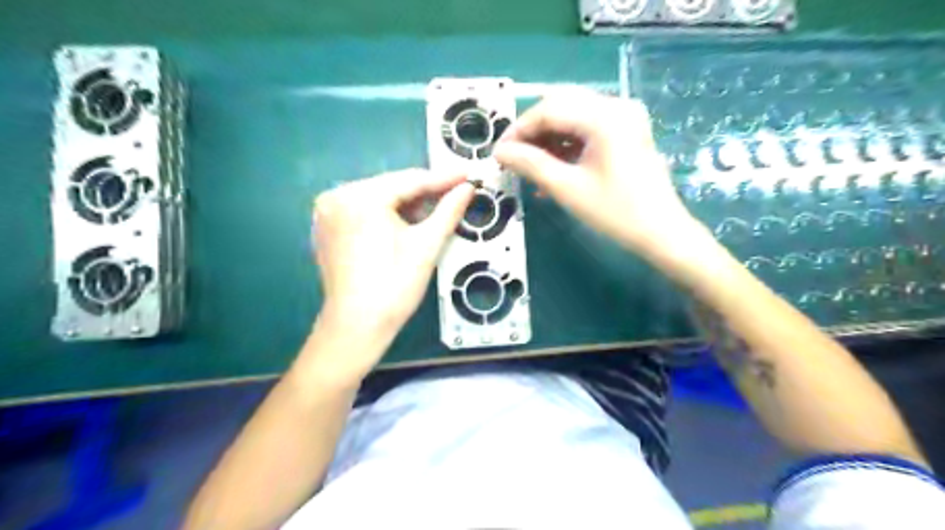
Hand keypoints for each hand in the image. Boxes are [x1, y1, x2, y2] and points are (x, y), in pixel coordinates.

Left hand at [313, 167, 471, 346]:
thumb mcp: (426, 245)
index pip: (410, 180)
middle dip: (425, 193)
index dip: (443, 179)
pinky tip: (407, 224)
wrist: (357, 327)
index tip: (468, 174)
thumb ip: (448, 210)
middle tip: (456, 193)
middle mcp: (337, 196)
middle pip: (392, 188)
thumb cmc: (394, 286)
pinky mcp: (326, 229)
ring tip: (436, 210)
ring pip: (378, 199)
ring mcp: (327, 213)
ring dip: (407, 205)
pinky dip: (386, 215)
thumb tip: (468, 188)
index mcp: (360, 197)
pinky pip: (363, 212)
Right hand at [494, 90, 709, 262]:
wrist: (661, 232)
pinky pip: (587, 129)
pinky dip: (566, 146)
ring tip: (530, 168)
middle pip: (560, 107)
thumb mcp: (567, 189)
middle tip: (513, 158)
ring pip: (572, 117)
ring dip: (548, 140)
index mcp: (604, 117)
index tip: (499, 152)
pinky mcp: (626, 132)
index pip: (548, 110)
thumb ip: (531, 165)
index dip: (519, 130)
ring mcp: (623, 118)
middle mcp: (615, 106)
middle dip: (532, 132)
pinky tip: (552, 170)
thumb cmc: (616, 212)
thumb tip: (500, 152)